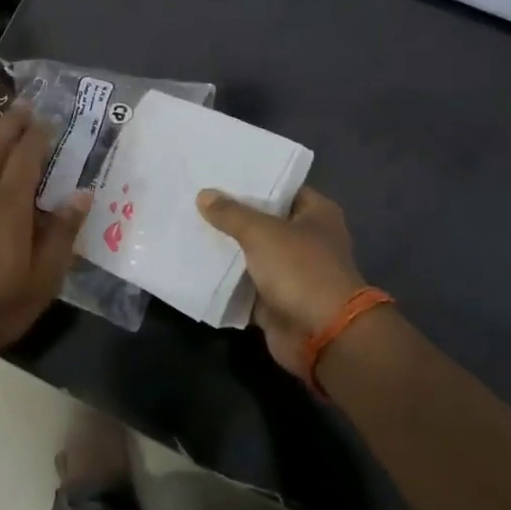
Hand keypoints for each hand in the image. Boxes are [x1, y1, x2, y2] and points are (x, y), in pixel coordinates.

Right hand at [196, 187, 368, 377]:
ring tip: (189, 225)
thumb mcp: (262, 233)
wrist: (321, 335)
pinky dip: (225, 278)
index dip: (253, 181)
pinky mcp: (275, 299)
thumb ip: (231, 213)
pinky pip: (244, 283)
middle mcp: (306, 239)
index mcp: (316, 214)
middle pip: (263, 220)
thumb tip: (203, 195)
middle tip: (196, 198)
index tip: (218, 174)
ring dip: (226, 247)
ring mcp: (291, 271)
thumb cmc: (300, 270)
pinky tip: (195, 262)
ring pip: (251, 252)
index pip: (281, 187)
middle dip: (232, 214)